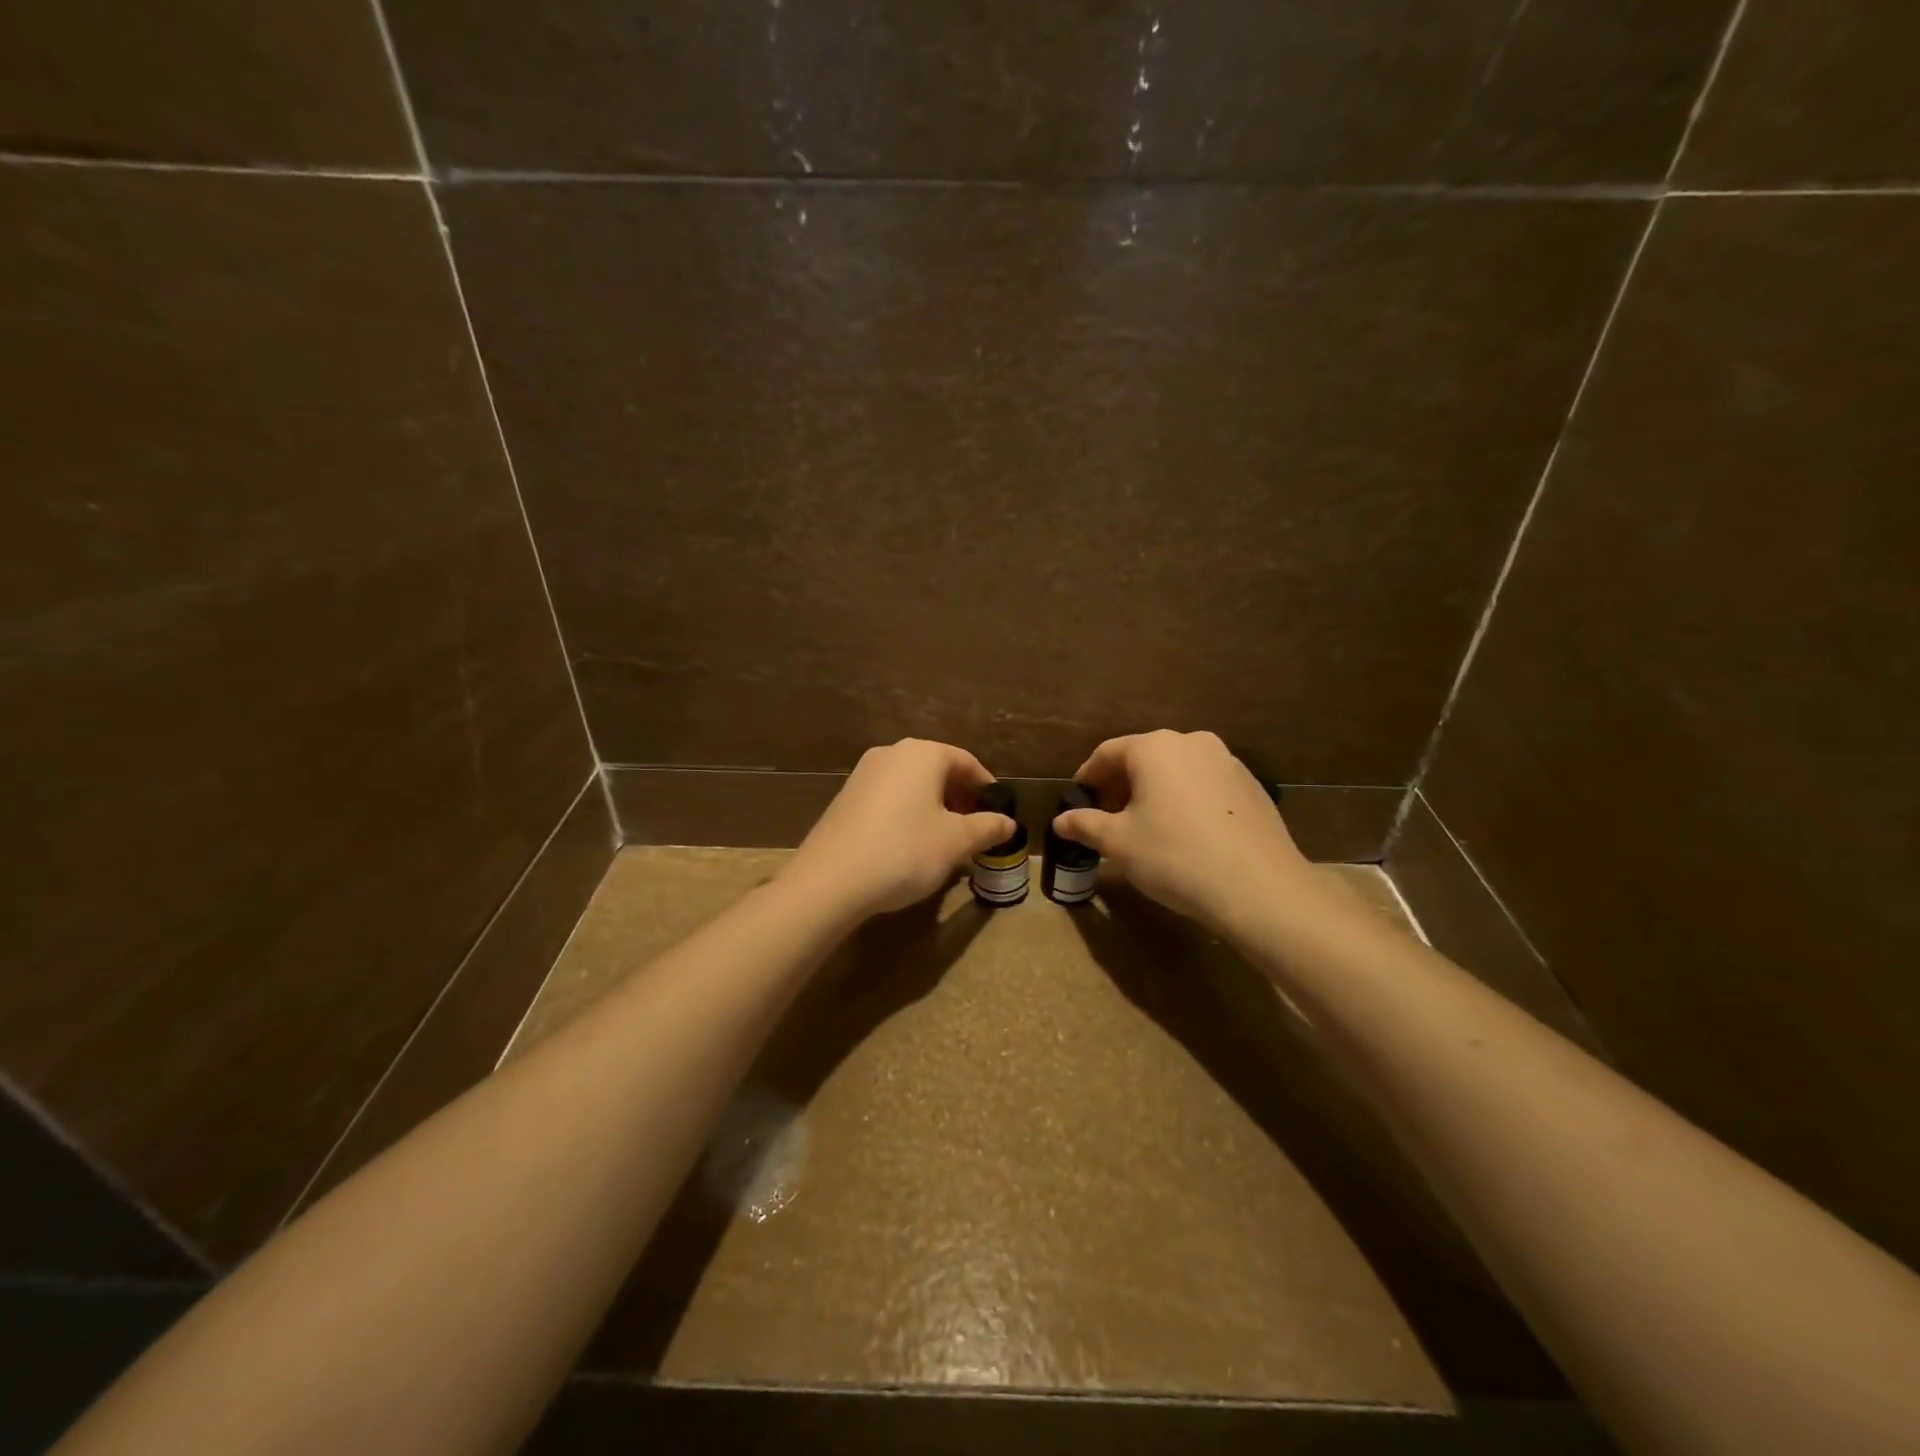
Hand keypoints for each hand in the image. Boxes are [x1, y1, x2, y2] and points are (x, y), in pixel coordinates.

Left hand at [784, 739, 1015, 919]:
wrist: (830, 880)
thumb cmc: (904, 851)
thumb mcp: (955, 842)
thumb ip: (987, 827)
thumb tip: (1008, 823)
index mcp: (922, 754)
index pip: (966, 761)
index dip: (986, 787)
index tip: (998, 812)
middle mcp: (892, 753)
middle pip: (937, 769)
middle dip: (960, 797)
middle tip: (975, 827)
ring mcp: (864, 774)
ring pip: (912, 784)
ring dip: (934, 806)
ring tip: (945, 838)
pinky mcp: (846, 797)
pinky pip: (889, 797)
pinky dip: (908, 812)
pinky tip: (910, 843)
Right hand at [1053, 730, 1318, 932]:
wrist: (1258, 888)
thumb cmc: (1175, 856)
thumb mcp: (1119, 843)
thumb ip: (1085, 825)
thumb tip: (1060, 821)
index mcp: (1155, 748)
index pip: (1108, 753)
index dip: (1087, 777)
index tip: (1078, 801)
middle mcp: (1192, 742)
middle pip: (1144, 758)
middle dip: (1121, 785)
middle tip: (1106, 817)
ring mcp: (1227, 762)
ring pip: (1176, 771)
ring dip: (1154, 792)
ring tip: (1144, 827)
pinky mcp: (1251, 787)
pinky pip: (1204, 785)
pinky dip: (1185, 800)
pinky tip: (1184, 833)